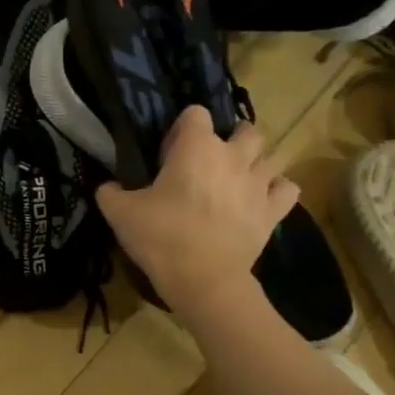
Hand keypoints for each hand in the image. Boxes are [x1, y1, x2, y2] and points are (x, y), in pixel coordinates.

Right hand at [96, 106, 298, 317]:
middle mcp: (233, 156)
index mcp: (197, 147)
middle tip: (210, 162)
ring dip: (254, 163)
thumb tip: (107, 187)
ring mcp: (259, 182)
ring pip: (269, 156)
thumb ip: (110, 193)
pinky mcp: (274, 210)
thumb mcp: (120, 214)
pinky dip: (277, 190)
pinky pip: (287, 188)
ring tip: (236, 181)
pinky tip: (262, 199)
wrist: (204, 280)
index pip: (195, 113)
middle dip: (230, 138)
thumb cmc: (161, 238)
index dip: (182, 129)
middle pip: (244, 129)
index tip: (169, 154)